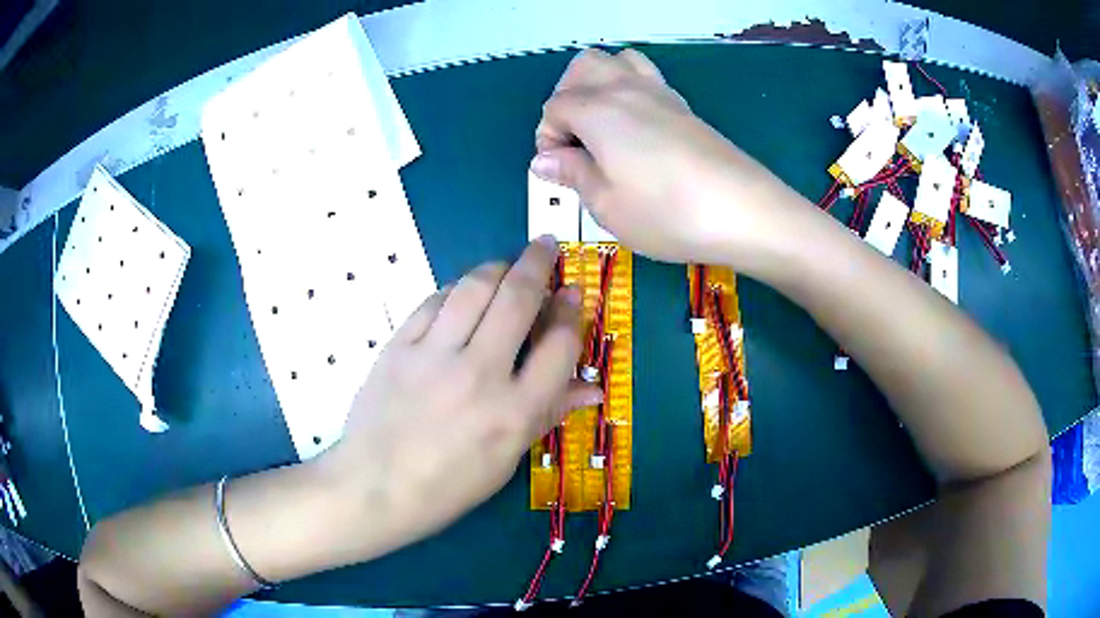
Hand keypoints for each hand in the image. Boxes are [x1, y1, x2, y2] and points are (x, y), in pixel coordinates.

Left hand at [330, 237, 601, 544]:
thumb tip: (593, 389)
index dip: (572, 310)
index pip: (559, 344)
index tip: (573, 292)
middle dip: (539, 261)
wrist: (375, 487)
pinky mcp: (399, 346)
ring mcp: (434, 355)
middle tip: (546, 244)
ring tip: (506, 264)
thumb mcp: (507, 460)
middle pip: (518, 298)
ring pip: (474, 288)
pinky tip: (461, 292)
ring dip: (497, 266)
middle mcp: (480, 373)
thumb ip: (549, 415)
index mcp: (515, 411)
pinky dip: (455, 289)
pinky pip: (433, 301)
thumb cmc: (448, 485)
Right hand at [533, 49, 809, 270]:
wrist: (744, 211)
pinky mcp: (684, 106)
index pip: (555, 107)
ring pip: (616, 61)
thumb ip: (573, 174)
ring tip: (602, 125)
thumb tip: (544, 160)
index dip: (547, 138)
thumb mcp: (607, 206)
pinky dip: (629, 88)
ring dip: (598, 83)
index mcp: (598, 110)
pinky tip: (636, 127)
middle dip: (567, 96)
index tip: (559, 171)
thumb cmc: (667, 213)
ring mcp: (660, 93)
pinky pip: (646, 76)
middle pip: (582, 67)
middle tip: (575, 139)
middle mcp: (625, 89)